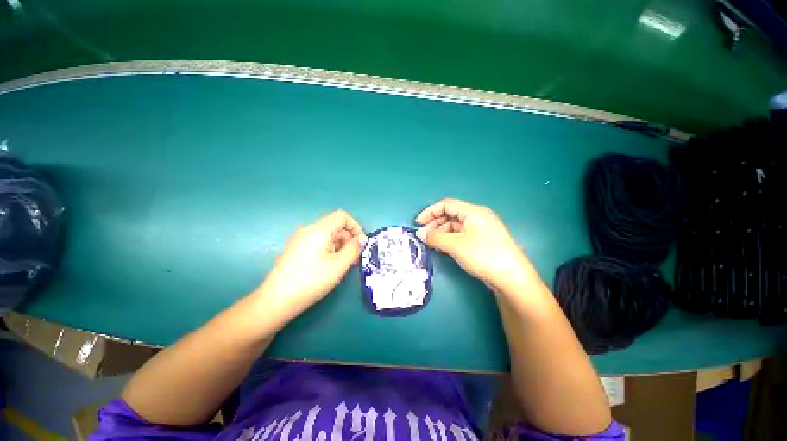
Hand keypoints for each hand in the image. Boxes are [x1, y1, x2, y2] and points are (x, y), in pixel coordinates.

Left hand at [256, 210, 366, 318]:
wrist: (276, 301)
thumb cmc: (310, 281)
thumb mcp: (338, 265)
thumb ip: (353, 249)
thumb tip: (362, 239)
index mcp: (319, 230)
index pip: (342, 216)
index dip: (355, 226)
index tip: (360, 243)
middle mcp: (308, 230)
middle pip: (335, 226)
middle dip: (349, 239)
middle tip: (354, 258)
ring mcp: (300, 240)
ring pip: (327, 236)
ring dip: (340, 246)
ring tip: (343, 265)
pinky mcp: (296, 250)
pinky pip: (318, 243)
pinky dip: (330, 250)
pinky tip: (330, 267)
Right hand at [415, 199, 529, 289]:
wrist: (512, 277)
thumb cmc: (482, 255)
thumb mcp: (455, 245)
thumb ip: (435, 237)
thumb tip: (419, 233)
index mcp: (473, 212)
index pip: (446, 204)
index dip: (430, 212)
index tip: (418, 223)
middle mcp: (478, 216)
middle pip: (451, 214)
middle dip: (435, 223)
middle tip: (424, 235)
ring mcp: (482, 228)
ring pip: (456, 225)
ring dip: (442, 232)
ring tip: (432, 243)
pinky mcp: (483, 240)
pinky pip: (462, 234)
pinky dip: (450, 238)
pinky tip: (444, 247)